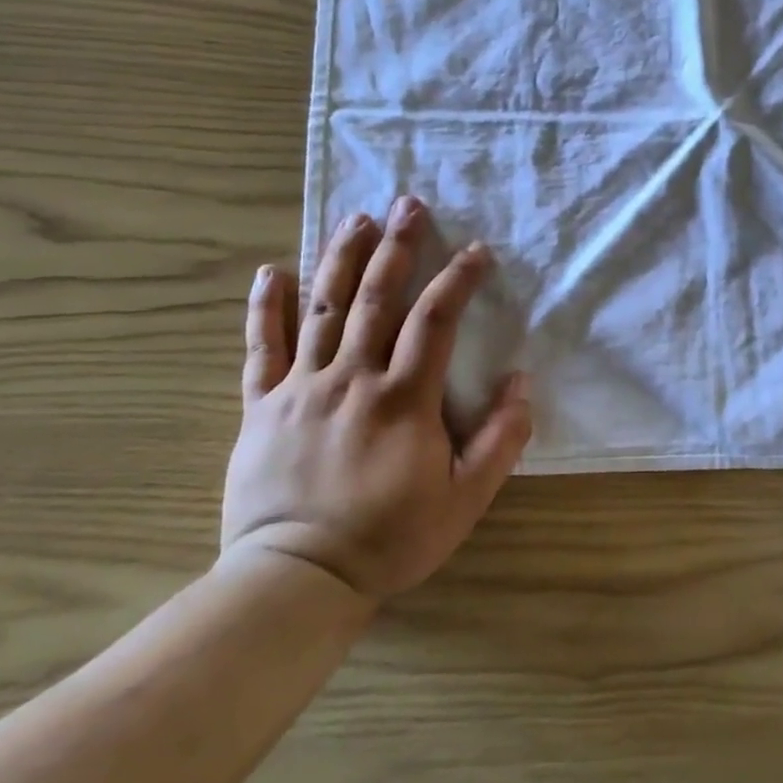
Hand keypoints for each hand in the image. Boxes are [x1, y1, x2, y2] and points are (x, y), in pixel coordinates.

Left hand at [222, 196, 532, 605]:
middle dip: (397, 247)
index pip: (436, 321)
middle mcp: (353, 379)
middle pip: (377, 298)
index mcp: (404, 399)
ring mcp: (301, 388)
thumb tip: (521, 381)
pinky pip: (261, 348)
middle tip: (408, 203)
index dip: (459, 279)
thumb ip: (501, 439)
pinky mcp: (261, 406)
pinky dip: (266, 308)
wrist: (297, 579)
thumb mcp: (466, 499)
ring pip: (323, 309)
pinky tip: (273, 271)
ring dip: (342, 259)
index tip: (476, 251)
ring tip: (357, 219)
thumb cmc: (390, 538)